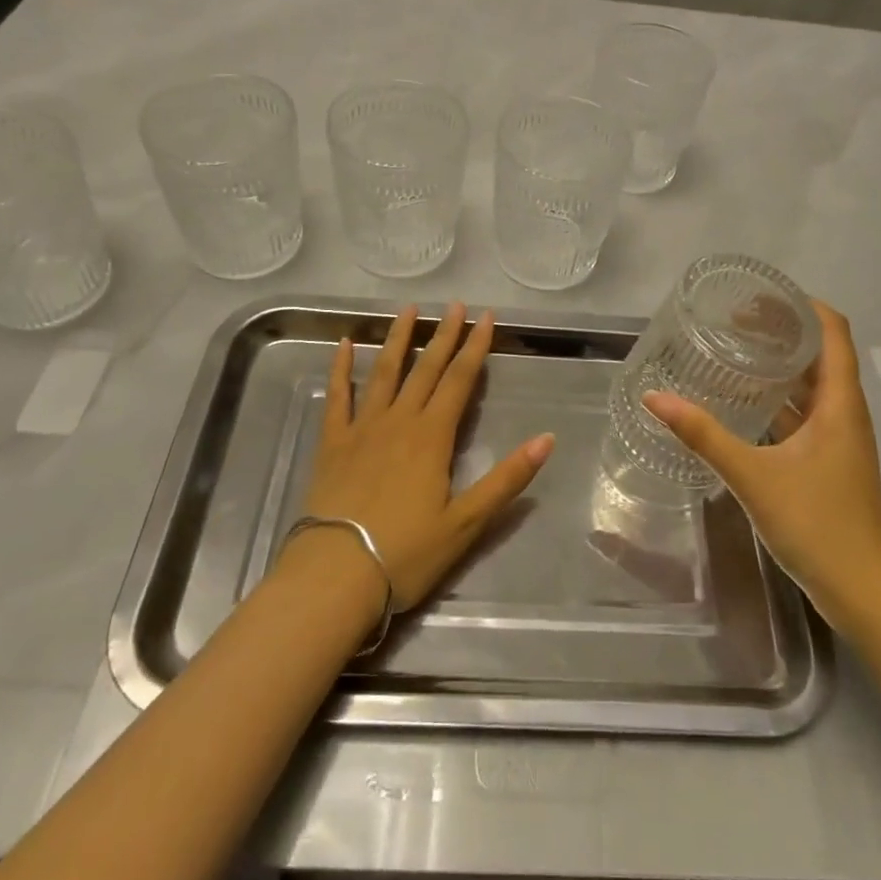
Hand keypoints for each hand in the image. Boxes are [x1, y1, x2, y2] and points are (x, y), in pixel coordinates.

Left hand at [295, 303, 554, 610]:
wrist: (335, 575)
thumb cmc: (405, 553)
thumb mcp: (467, 522)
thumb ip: (507, 479)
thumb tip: (547, 439)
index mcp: (432, 437)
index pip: (460, 381)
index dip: (476, 347)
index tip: (487, 317)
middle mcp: (399, 421)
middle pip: (426, 369)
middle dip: (445, 335)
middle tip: (456, 304)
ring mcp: (362, 428)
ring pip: (384, 372)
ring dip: (398, 339)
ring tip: (408, 310)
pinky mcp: (333, 443)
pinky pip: (338, 396)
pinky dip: (341, 368)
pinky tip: (346, 344)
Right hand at [643, 300, 880, 613]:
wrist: (865, 592)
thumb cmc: (818, 525)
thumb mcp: (753, 475)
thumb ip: (703, 435)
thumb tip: (655, 398)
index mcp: (840, 402)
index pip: (833, 331)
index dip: (802, 305)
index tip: (758, 295)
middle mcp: (845, 412)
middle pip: (820, 353)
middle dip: (782, 330)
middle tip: (733, 320)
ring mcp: (839, 438)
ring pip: (812, 385)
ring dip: (780, 364)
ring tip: (734, 352)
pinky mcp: (829, 461)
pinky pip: (805, 413)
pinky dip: (778, 398)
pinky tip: (744, 404)